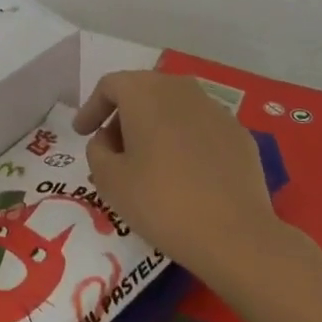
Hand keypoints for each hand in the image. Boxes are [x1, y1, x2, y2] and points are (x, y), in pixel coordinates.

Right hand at [73, 70, 284, 286]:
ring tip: (148, 162)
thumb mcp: (110, 180)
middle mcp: (180, 88)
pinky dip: (184, 141)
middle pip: (143, 91)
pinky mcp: (239, 133)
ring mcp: (214, 108)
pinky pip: (200, 128)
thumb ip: (97, 150)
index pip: (109, 86)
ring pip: (173, 108)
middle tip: (112, 149)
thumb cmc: (162, 202)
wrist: (235, 235)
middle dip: (123, 116)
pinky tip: (184, 173)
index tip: (82, 133)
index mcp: (144, 92)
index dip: (91, 108)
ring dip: (155, 127)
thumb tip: (107, 139)